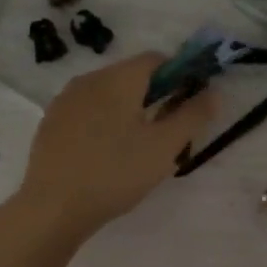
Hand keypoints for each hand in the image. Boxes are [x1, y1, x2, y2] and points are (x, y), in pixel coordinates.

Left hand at [11, 51, 217, 243]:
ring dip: (130, 110)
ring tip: (138, 148)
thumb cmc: (116, 173)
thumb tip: (214, 92)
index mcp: (119, 78)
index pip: (157, 59)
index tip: (189, 106)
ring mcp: (66, 100)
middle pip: (132, 76)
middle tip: (168, 134)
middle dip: (156, 96)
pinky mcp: (52, 122)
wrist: (53, 206)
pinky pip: (88, 111)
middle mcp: (90, 79)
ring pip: (109, 94)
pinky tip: (108, 154)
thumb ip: (193, 116)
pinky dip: (105, 122)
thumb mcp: (164, 147)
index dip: (180, 75)